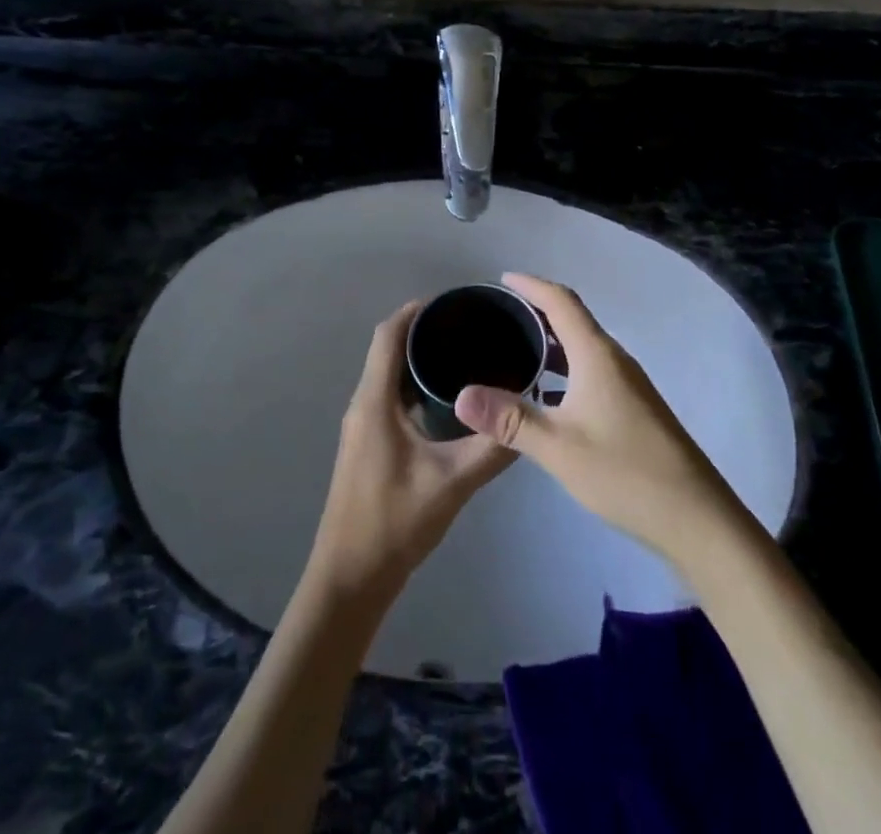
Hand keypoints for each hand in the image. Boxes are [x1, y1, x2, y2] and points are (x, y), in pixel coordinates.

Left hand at [307, 301, 516, 601]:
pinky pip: (391, 399)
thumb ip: (492, 449)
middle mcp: (363, 405)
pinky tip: (449, 402)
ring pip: (390, 376)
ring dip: (419, 360)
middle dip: (425, 332)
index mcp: (374, 402)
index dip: (416, 311)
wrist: (351, 578)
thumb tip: (530, 416)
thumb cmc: (394, 523)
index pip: (388, 336)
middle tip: (471, 327)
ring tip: (466, 355)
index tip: (453, 302)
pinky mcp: (369, 446)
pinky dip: (416, 387)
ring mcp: (363, 427)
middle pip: (389, 350)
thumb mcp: (451, 483)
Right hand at [453, 274, 743, 560]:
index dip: (531, 285)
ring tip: (514, 349)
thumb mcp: (558, 447)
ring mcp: (627, 385)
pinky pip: (591, 370)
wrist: (695, 518)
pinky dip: (564, 369)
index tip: (502, 279)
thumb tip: (461, 396)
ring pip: (582, 348)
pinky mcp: (633, 408)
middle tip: (499, 316)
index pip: (561, 301)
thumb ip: (509, 419)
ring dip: (551, 342)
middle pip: (573, 319)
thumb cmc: (625, 472)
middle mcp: (614, 360)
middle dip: (537, 310)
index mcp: (597, 355)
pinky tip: (545, 395)